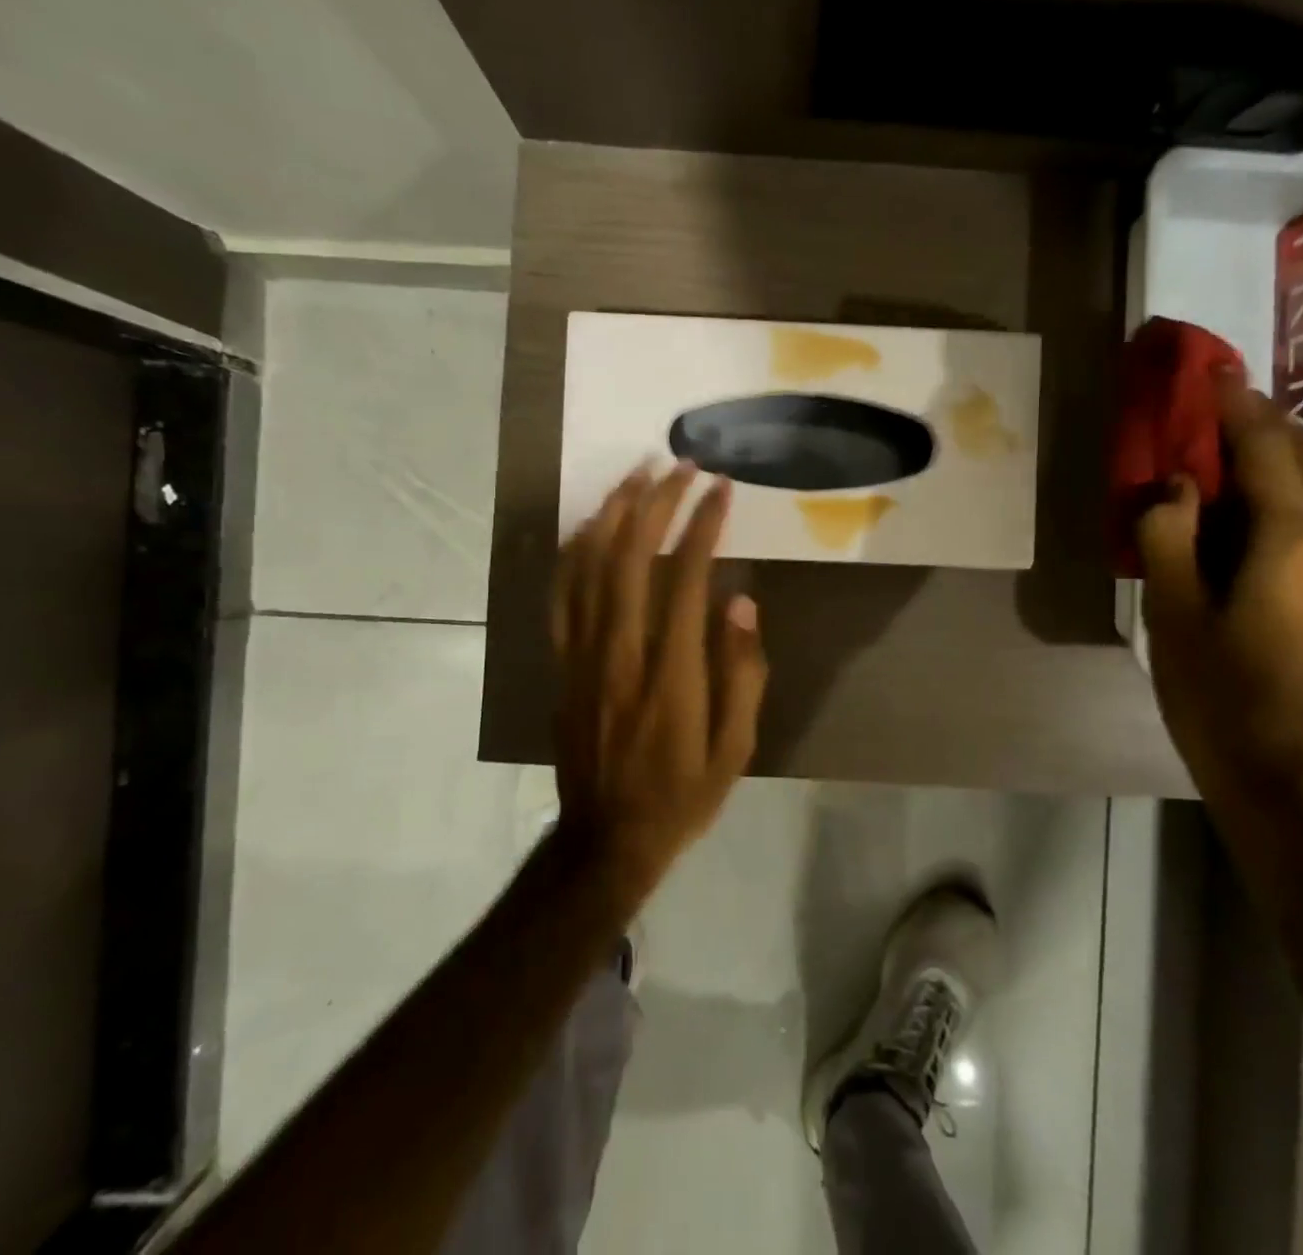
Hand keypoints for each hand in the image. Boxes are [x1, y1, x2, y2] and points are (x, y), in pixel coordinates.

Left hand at [551, 463, 767, 895]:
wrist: (607, 837)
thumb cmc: (682, 794)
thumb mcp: (735, 748)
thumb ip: (741, 673)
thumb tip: (741, 602)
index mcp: (671, 672)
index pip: (687, 576)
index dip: (704, 524)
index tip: (721, 489)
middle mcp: (621, 650)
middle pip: (632, 555)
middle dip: (658, 500)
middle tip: (681, 465)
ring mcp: (582, 654)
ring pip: (589, 565)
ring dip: (614, 511)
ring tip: (637, 473)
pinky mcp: (561, 662)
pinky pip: (561, 593)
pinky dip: (575, 550)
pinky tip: (590, 523)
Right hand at [1137, 374, 1302, 811]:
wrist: (1292, 781)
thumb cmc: (1218, 696)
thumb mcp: (1173, 614)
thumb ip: (1169, 535)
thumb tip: (1179, 485)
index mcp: (1296, 545)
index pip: (1270, 453)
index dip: (1239, 407)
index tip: (1216, 371)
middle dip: (1269, 429)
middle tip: (1220, 413)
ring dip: (1287, 465)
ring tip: (1236, 461)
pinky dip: (1300, 501)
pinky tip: (1263, 519)